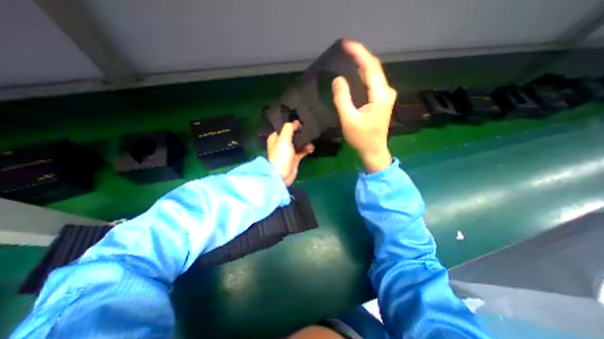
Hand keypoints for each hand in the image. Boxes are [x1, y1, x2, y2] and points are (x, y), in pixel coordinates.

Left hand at [268, 121, 316, 186]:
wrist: (282, 175)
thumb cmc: (281, 156)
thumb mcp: (283, 139)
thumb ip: (289, 128)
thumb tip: (296, 122)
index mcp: (276, 137)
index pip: (284, 127)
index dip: (293, 124)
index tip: (302, 122)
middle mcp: (282, 143)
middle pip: (293, 134)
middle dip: (301, 133)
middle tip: (309, 130)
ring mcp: (289, 151)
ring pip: (299, 142)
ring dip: (305, 141)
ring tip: (311, 141)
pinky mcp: (295, 158)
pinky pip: (302, 150)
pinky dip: (307, 149)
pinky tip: (311, 149)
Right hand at [330, 40, 397, 170]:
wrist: (373, 151)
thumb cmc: (361, 138)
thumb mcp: (349, 119)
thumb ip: (342, 99)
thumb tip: (338, 80)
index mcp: (380, 95)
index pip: (370, 67)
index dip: (358, 53)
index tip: (346, 44)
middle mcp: (386, 92)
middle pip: (373, 68)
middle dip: (359, 56)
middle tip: (344, 49)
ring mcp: (385, 96)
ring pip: (373, 75)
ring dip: (361, 65)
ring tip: (348, 58)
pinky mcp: (381, 101)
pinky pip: (372, 83)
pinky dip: (363, 76)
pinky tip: (354, 74)